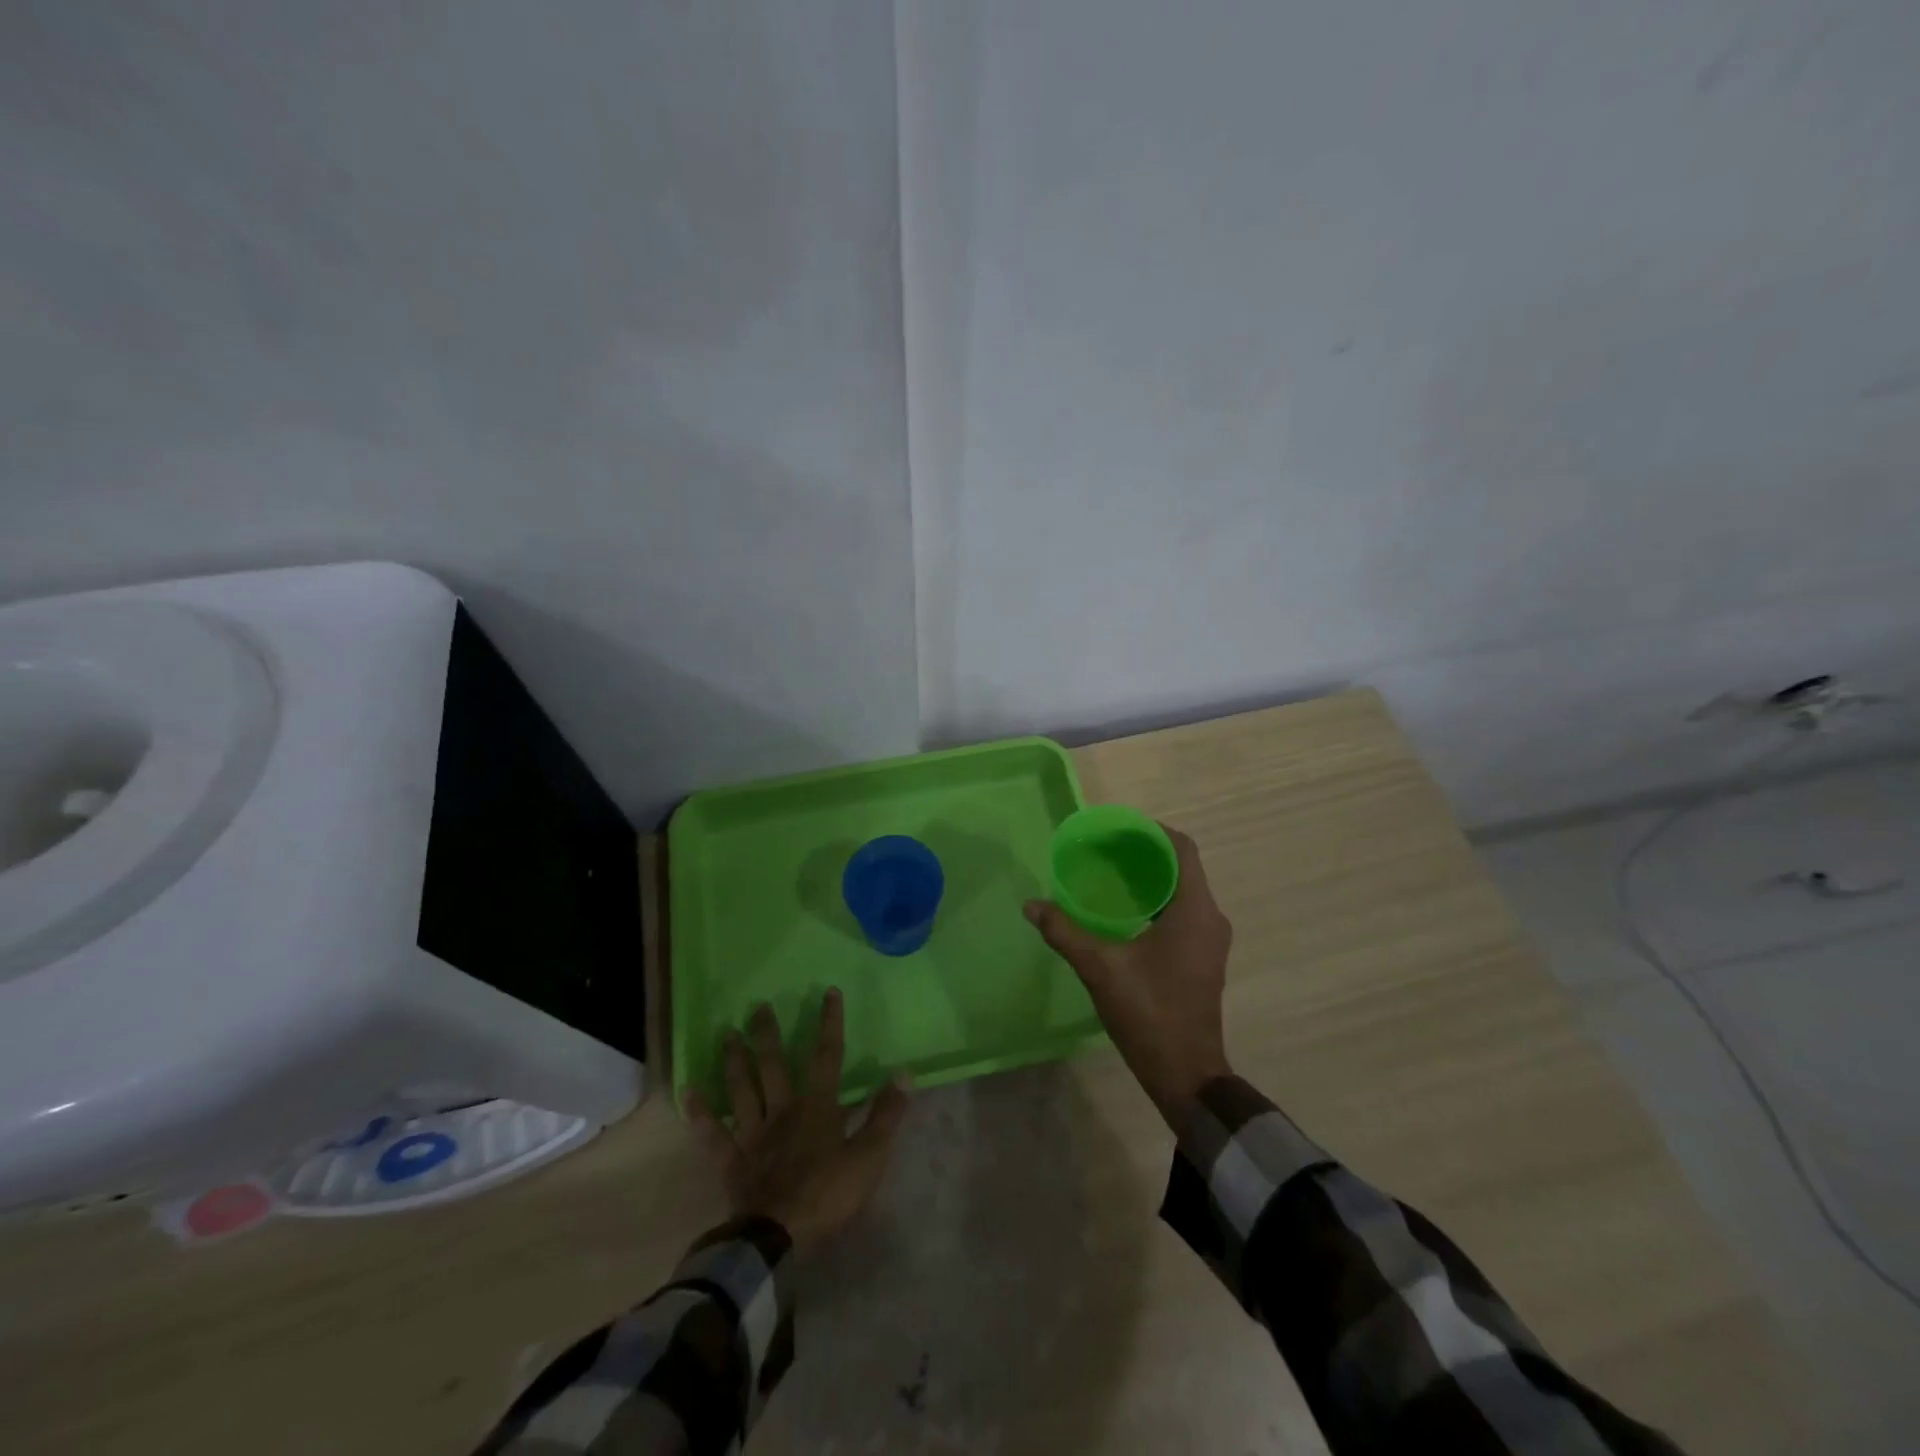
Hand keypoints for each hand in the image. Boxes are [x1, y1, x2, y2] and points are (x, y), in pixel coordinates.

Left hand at [684, 990, 909, 1254]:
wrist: (778, 1238)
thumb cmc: (828, 1195)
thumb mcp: (870, 1156)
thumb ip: (886, 1114)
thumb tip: (904, 1073)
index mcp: (818, 1107)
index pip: (827, 1056)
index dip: (829, 1023)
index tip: (828, 992)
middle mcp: (783, 1110)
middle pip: (774, 1065)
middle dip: (767, 1035)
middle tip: (757, 1007)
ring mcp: (754, 1135)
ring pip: (743, 1090)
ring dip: (734, 1061)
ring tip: (725, 1034)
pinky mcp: (733, 1162)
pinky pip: (714, 1135)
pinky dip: (701, 1114)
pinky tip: (689, 1093)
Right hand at [1025, 825, 1232, 1126]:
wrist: (1186, 1074)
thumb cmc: (1149, 1014)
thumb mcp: (1101, 969)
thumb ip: (1065, 932)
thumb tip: (1031, 905)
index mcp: (1195, 911)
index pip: (1183, 849)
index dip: (1153, 831)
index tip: (1118, 830)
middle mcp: (1210, 918)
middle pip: (1182, 867)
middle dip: (1145, 853)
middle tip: (1104, 850)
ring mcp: (1211, 940)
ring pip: (1183, 891)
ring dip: (1151, 879)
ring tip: (1109, 875)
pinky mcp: (1204, 958)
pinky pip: (1183, 912)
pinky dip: (1157, 902)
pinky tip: (1123, 912)